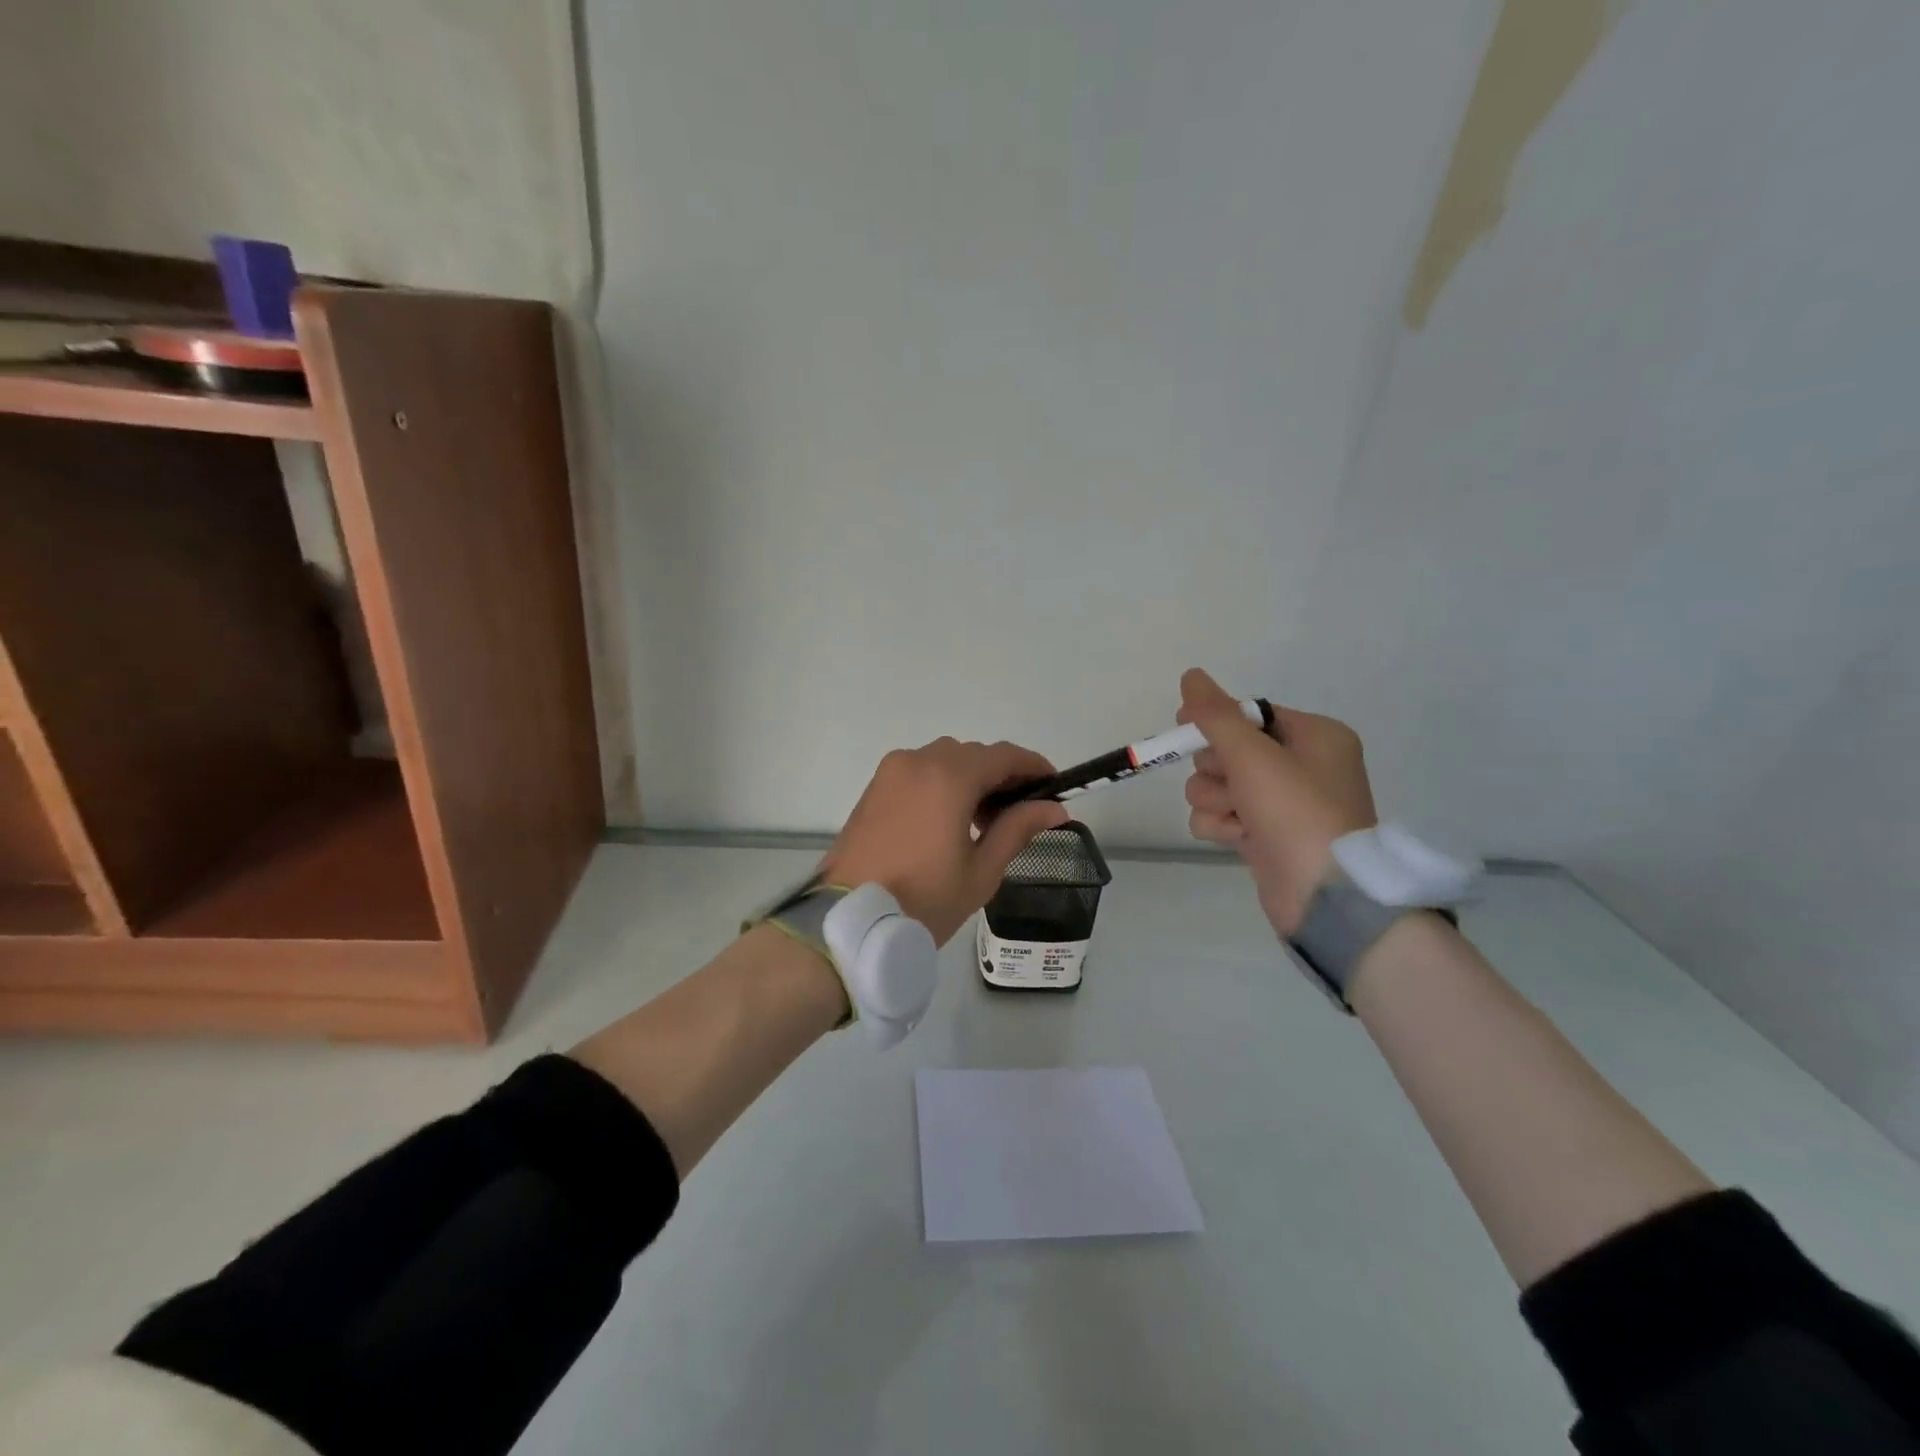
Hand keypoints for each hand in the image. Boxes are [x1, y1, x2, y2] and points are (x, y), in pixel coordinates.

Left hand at [821, 739, 1069, 943]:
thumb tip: (1054, 809)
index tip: (1055, 786)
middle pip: (973, 755)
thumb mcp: (981, 870)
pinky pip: (919, 772)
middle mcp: (918, 761)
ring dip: (970, 779)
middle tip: (1021, 812)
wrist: (849, 921)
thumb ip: (1018, 829)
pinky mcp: (874, 788)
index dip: (1034, 766)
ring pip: (944, 760)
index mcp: (949, 776)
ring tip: (985, 820)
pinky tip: (951, 819)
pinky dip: (942, 784)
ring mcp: (891, 772)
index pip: (1003, 756)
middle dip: (1001, 775)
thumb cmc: (923, 898)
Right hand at [1178, 668, 1376, 936]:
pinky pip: (1221, 816)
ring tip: (1238, 819)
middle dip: (1218, 770)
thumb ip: (1216, 715)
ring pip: (1217, 785)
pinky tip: (1238, 839)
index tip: (1185, 724)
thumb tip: (1191, 674)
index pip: (1250, 714)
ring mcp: (1282, 804)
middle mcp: (1301, 765)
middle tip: (1234, 785)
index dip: (1216, 719)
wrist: (1324, 896)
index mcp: (1314, 736)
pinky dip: (1221, 826)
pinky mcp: (1264, 836)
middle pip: (1227, 750)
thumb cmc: (1296, 812)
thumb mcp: (1253, 755)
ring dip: (1216, 801)